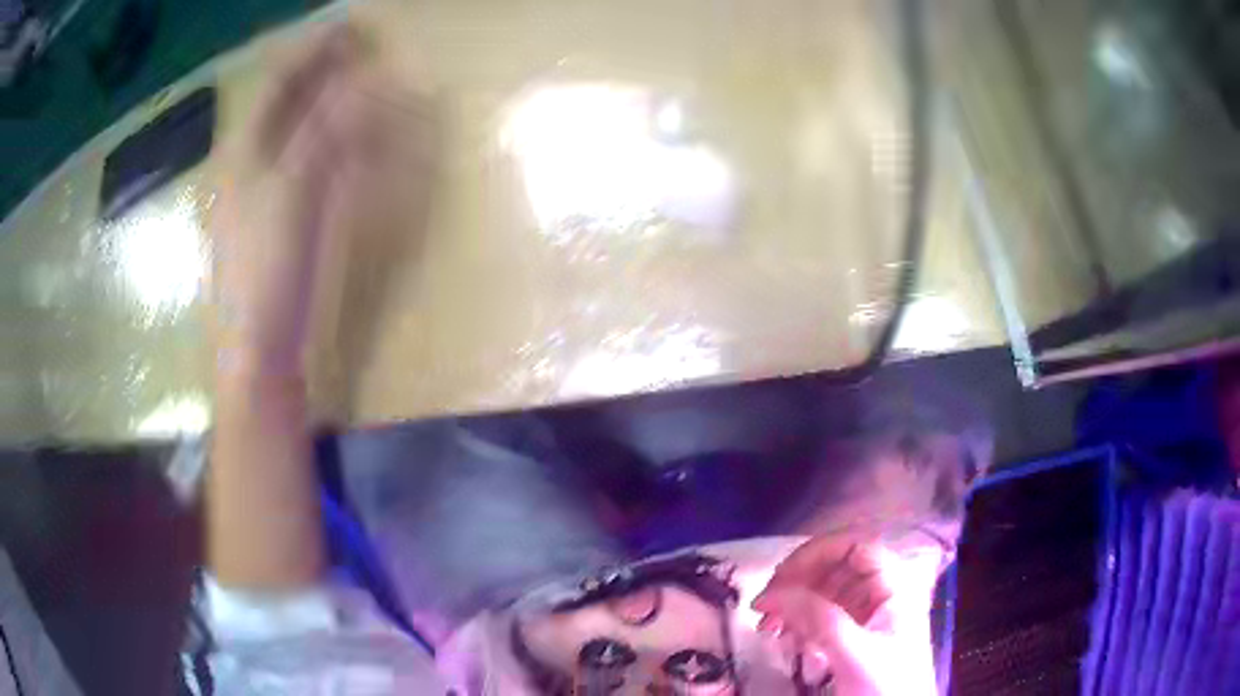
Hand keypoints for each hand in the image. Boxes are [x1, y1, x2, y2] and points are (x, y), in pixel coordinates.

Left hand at [211, 26, 370, 373]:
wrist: (254, 352)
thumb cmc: (262, 274)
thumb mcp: (291, 194)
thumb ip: (325, 131)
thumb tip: (364, 79)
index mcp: (242, 148)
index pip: (278, 78)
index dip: (313, 47)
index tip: (352, 24)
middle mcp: (249, 159)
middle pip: (287, 98)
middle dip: (323, 67)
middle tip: (363, 46)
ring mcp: (263, 188)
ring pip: (297, 126)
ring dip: (330, 99)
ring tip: (363, 80)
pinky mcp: (279, 216)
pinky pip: (306, 161)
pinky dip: (331, 140)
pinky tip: (349, 137)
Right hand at [752, 537, 938, 695]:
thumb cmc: (886, 686)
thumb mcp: (854, 653)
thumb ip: (819, 619)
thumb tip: (773, 593)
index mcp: (895, 585)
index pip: (856, 546)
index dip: (817, 552)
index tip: (780, 576)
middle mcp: (883, 591)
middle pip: (836, 568)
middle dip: (797, 582)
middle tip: (764, 605)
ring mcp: (868, 614)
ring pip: (825, 591)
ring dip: (793, 604)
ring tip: (766, 626)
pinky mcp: (855, 635)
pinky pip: (822, 616)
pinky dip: (798, 623)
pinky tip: (782, 638)